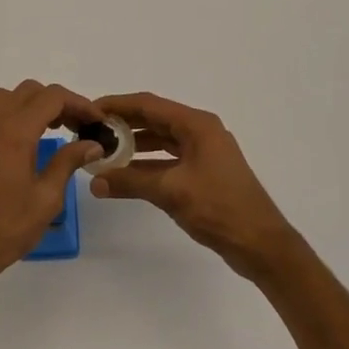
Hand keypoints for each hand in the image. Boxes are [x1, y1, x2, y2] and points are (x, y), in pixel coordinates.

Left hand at [0, 81, 103, 294]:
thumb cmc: (5, 230)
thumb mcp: (46, 199)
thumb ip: (68, 163)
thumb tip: (91, 144)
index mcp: (13, 134)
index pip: (51, 98)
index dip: (78, 103)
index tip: (95, 121)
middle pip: (27, 92)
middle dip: (56, 101)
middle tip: (76, 125)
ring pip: (5, 99)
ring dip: (32, 105)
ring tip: (52, 129)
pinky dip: (13, 116)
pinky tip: (26, 144)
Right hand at [89, 92, 303, 282]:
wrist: (260, 243)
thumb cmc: (219, 208)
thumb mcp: (170, 191)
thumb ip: (130, 182)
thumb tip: (94, 181)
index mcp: (196, 125)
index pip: (149, 105)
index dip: (117, 105)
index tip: (89, 111)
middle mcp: (201, 131)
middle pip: (154, 119)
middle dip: (123, 124)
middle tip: (91, 132)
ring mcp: (204, 152)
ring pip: (161, 140)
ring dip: (134, 145)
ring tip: (103, 152)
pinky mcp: (204, 172)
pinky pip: (169, 159)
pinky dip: (147, 163)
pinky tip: (126, 173)